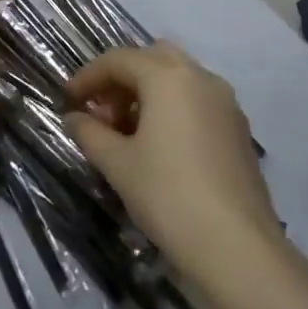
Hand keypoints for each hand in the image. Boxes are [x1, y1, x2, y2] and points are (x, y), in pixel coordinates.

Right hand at [64, 43, 281, 277]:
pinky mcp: (239, 129)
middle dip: (122, 79)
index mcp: (167, 76)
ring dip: (148, 93)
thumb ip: (90, 132)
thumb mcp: (118, 164)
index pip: (118, 60)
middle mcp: (200, 77)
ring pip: (178, 78)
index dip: (88, 77)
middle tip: (102, 112)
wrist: (239, 249)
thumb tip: (74, 117)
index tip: (68, 100)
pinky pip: (197, 100)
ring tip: (128, 133)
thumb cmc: (169, 196)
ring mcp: (225, 102)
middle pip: (151, 59)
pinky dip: (173, 108)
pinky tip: (160, 147)